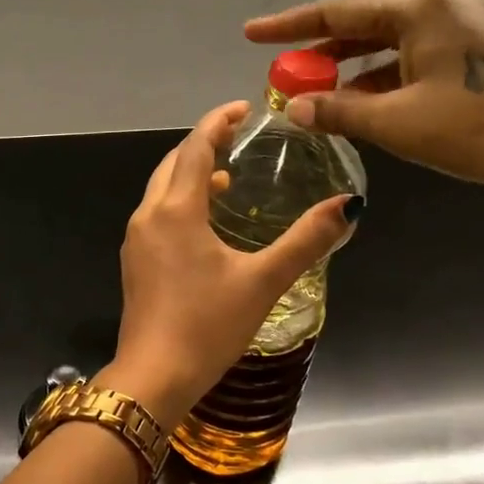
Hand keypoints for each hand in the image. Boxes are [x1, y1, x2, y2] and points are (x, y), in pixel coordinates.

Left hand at [102, 101, 355, 427]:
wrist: (154, 375)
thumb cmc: (208, 325)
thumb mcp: (263, 281)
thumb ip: (306, 241)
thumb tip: (349, 206)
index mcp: (176, 210)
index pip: (196, 148)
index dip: (218, 122)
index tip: (243, 108)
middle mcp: (148, 215)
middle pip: (174, 163)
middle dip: (203, 144)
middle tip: (237, 137)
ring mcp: (136, 239)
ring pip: (162, 189)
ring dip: (191, 174)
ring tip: (228, 177)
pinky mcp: (134, 261)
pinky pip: (157, 213)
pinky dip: (180, 201)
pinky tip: (205, 221)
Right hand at [245, 0, 483, 211]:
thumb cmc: (482, 129)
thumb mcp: (399, 123)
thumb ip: (339, 111)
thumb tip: (293, 108)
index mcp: (422, 9)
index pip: (338, 12)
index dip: (289, 26)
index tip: (251, 34)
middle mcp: (442, 7)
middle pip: (363, 25)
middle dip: (319, 51)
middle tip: (281, 73)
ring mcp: (465, 29)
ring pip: (388, 45)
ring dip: (350, 70)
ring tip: (313, 94)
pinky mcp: (477, 55)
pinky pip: (412, 60)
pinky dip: (381, 80)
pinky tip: (361, 105)